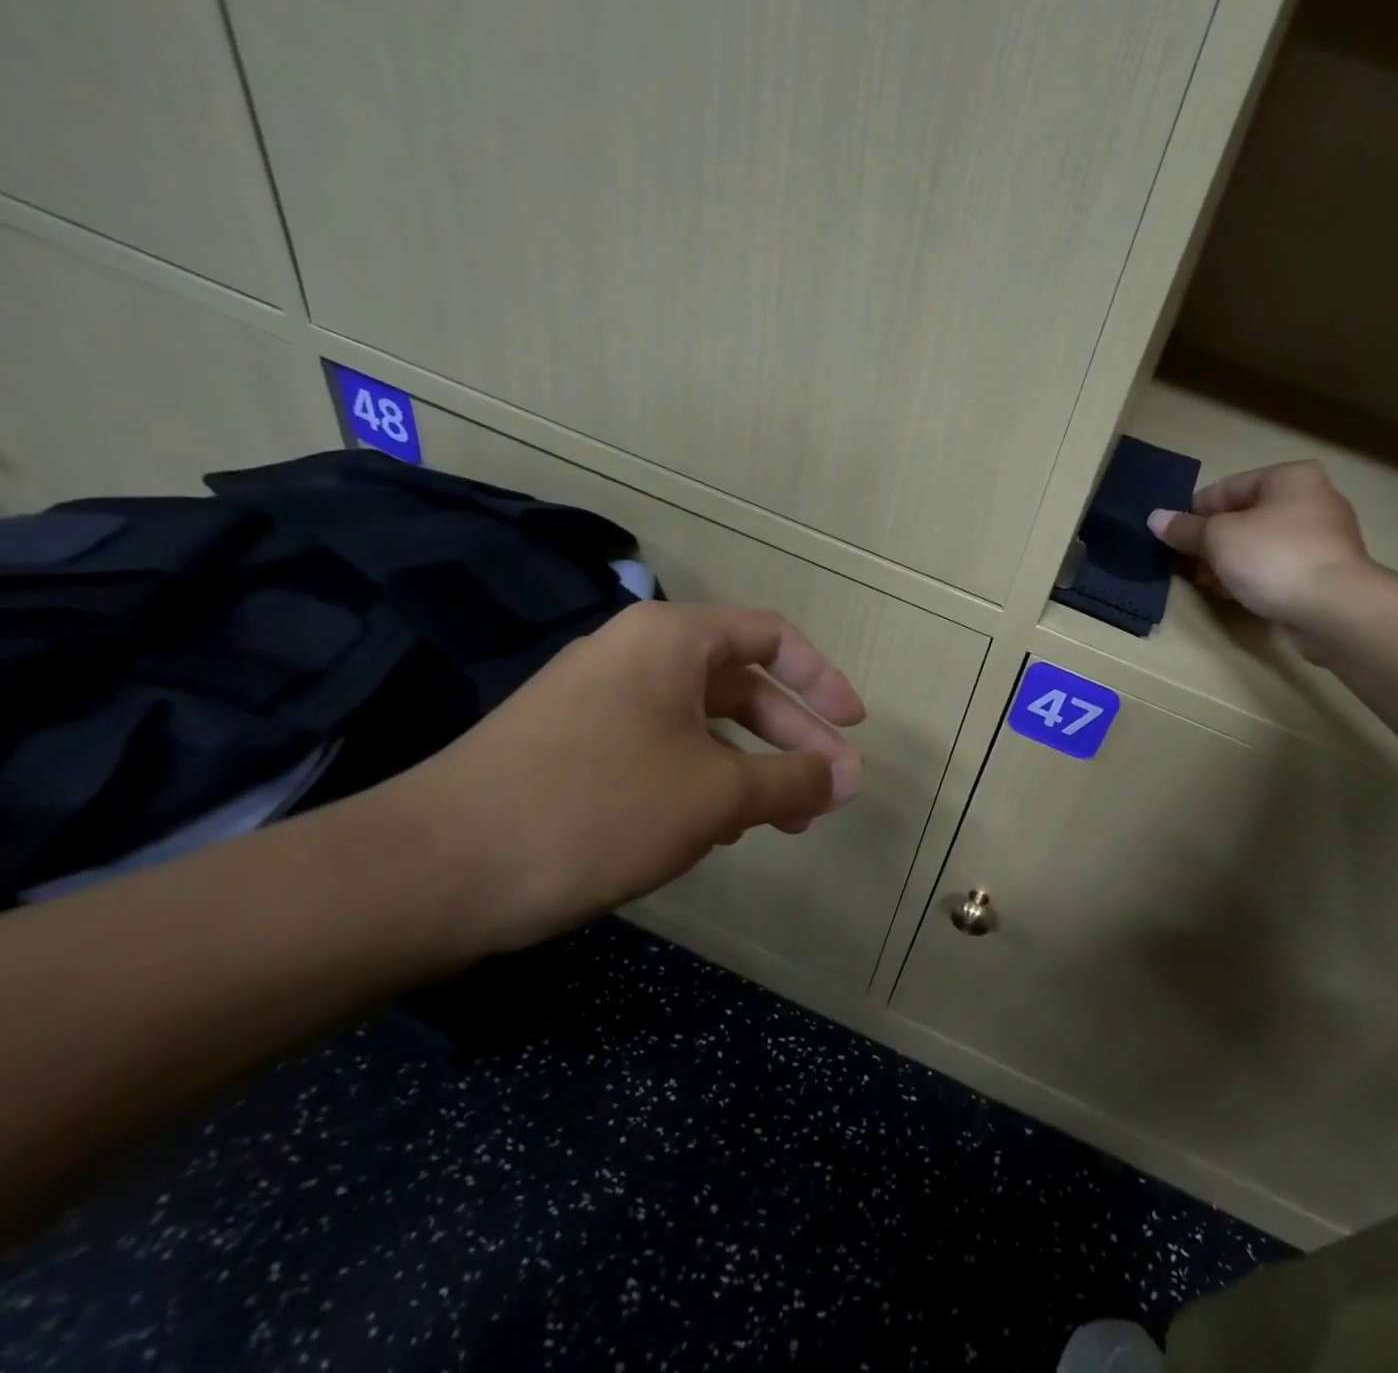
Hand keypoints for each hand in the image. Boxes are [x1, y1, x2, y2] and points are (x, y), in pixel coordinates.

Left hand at [390, 602, 865, 951]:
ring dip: (749, 769)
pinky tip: (710, 831)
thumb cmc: (596, 808)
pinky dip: (701, 782)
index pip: (773, 637)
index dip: (824, 681)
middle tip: (826, 795)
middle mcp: (636, 655)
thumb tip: (854, 776)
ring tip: (777, 823)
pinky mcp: (572, 745)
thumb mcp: (715, 794)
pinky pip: (661, 750)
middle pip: (741, 685)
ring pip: (701, 725)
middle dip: (791, 740)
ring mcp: (599, 700)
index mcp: (673, 639)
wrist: (432, 871)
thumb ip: (795, 779)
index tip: (854, 728)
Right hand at [1147, 461, 1372, 638]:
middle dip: (1210, 541)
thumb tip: (1155, 519)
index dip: (1193, 512)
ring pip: (1259, 544)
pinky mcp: (1325, 572)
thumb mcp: (1218, 538)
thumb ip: (1185, 529)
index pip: (1226, 488)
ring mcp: (1322, 538)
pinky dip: (1251, 576)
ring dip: (1227, 561)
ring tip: (1202, 581)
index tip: (1170, 537)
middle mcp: (1311, 499)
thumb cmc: (1273, 556)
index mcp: (1289, 478)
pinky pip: (1276, 567)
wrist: (1334, 608)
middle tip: (1183, 563)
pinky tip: (1231, 593)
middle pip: (1244, 516)